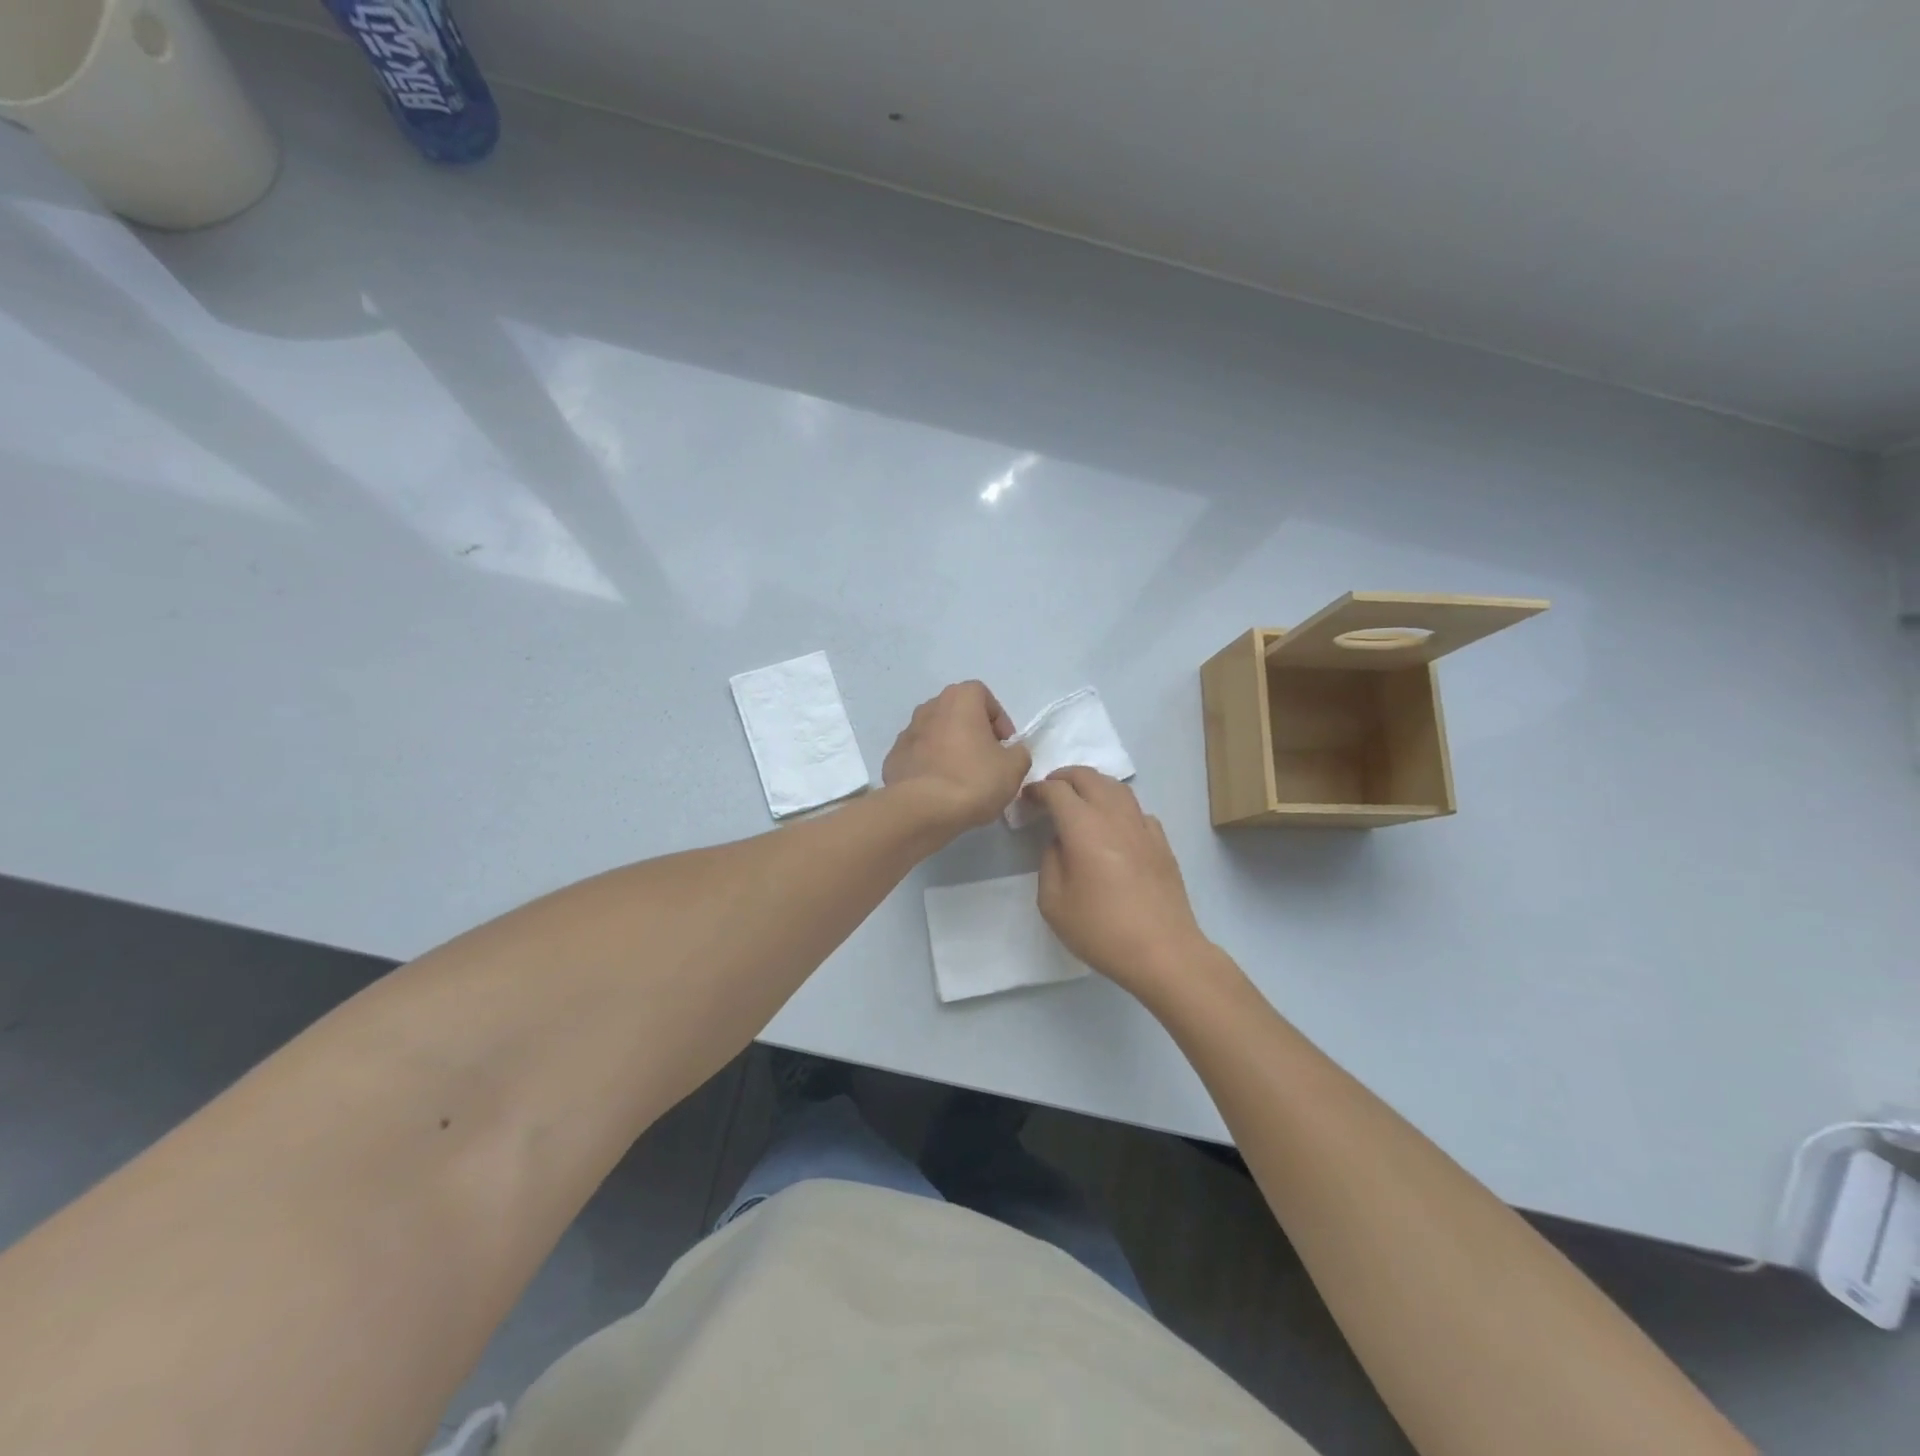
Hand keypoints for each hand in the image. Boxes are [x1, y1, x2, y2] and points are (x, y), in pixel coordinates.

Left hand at [883, 681, 1031, 833]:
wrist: (921, 810)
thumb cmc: (973, 779)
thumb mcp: (1014, 768)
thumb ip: (1018, 753)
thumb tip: (1010, 753)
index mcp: (959, 699)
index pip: (983, 695)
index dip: (998, 719)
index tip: (1005, 746)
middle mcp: (930, 707)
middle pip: (957, 713)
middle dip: (973, 732)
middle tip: (986, 760)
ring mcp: (907, 732)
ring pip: (936, 734)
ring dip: (950, 748)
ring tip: (962, 777)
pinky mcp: (893, 757)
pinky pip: (919, 756)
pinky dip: (930, 766)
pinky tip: (939, 789)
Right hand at [1027, 767, 1209, 998]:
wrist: (1163, 951)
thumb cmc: (1101, 930)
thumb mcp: (1054, 903)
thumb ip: (1050, 862)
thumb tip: (1060, 843)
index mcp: (1083, 827)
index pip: (1057, 790)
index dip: (1038, 789)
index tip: (1027, 798)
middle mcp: (1114, 816)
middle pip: (1089, 777)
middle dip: (1065, 777)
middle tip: (1050, 791)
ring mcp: (1143, 827)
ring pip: (1117, 788)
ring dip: (1094, 785)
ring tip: (1081, 799)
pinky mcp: (1162, 843)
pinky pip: (1137, 810)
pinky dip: (1119, 807)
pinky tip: (1115, 826)